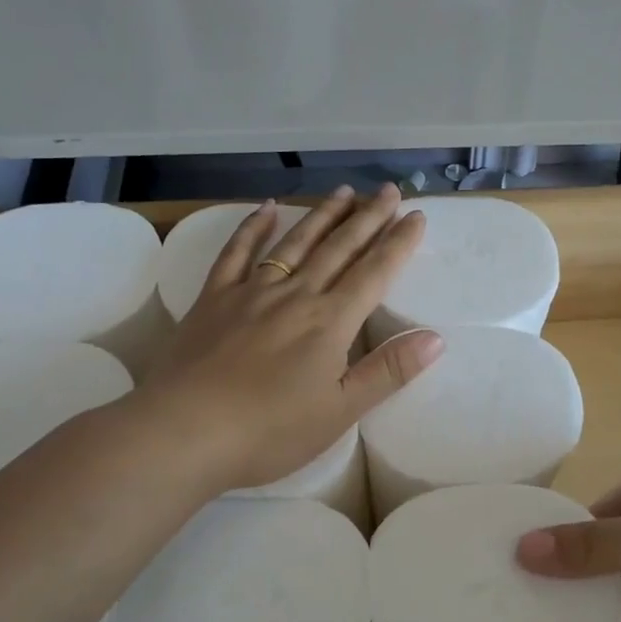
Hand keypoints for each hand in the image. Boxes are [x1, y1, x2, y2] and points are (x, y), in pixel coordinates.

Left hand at [133, 184, 442, 493]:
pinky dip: (253, 228)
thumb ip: (388, 372)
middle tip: (388, 190)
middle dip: (367, 218)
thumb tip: (437, 338)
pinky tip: (266, 208)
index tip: (416, 216)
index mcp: (330, 322)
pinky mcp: (213, 299)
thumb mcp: (340, 411)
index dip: (398, 244)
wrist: (183, 431)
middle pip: (338, 249)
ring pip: (295, 243)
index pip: (374, 273)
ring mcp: (251, 292)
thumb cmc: (269, 431)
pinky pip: (237, 253)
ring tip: (344, 192)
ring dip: (322, 216)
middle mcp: (295, 296)